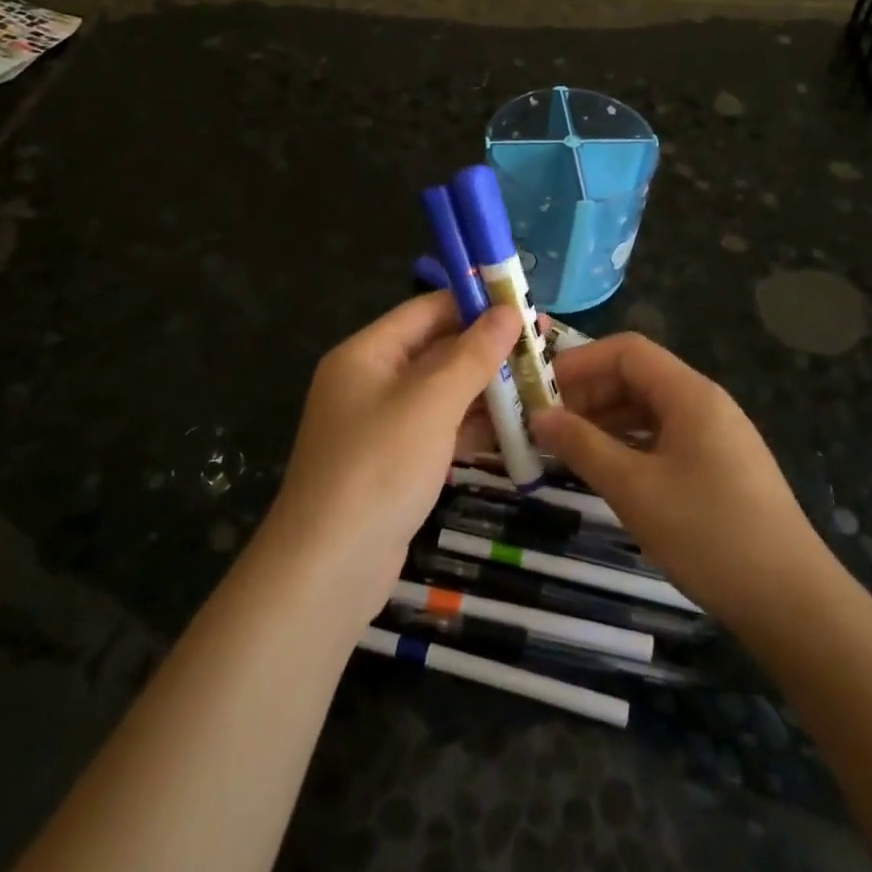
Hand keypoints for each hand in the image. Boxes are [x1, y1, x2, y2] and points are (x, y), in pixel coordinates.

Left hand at [266, 292, 521, 619]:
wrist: (329, 568)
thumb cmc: (379, 467)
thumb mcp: (431, 402)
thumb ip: (473, 354)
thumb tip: (509, 310)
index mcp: (366, 353)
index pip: (426, 310)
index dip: (475, 303)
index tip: (525, 304)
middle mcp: (370, 381)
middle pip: (436, 350)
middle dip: (488, 348)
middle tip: (543, 347)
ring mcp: (382, 425)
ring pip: (442, 393)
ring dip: (487, 389)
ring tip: (541, 384)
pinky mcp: (396, 463)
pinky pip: (440, 429)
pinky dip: (473, 426)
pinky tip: (517, 428)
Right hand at [530, 333, 838, 634]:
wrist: (792, 602)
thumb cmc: (709, 534)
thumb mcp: (634, 488)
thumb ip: (582, 446)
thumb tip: (539, 416)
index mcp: (690, 394)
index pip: (627, 351)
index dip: (581, 362)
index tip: (541, 389)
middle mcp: (705, 403)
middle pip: (638, 377)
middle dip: (589, 393)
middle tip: (546, 424)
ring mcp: (717, 436)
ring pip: (650, 409)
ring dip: (606, 421)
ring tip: (566, 447)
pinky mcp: (720, 467)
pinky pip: (665, 437)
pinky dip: (630, 444)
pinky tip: (607, 469)